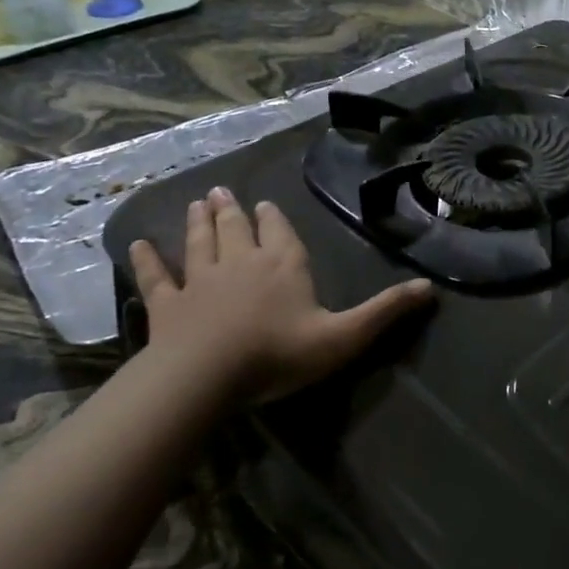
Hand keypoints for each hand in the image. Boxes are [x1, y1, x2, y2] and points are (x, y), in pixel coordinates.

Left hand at [129, 186, 434, 397]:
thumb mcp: (344, 336)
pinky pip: (157, 276)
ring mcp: (201, 281)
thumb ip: (385, 312)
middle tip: (222, 191)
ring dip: (199, 222)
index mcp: (283, 266)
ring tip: (197, 202)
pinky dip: (148, 260)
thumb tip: (431, 289)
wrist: (205, 377)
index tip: (267, 204)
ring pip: (200, 243)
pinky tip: (138, 245)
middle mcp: (242, 263)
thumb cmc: (279, 354)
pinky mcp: (167, 304)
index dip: (274, 218)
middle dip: (233, 210)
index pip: (280, 233)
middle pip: (236, 229)